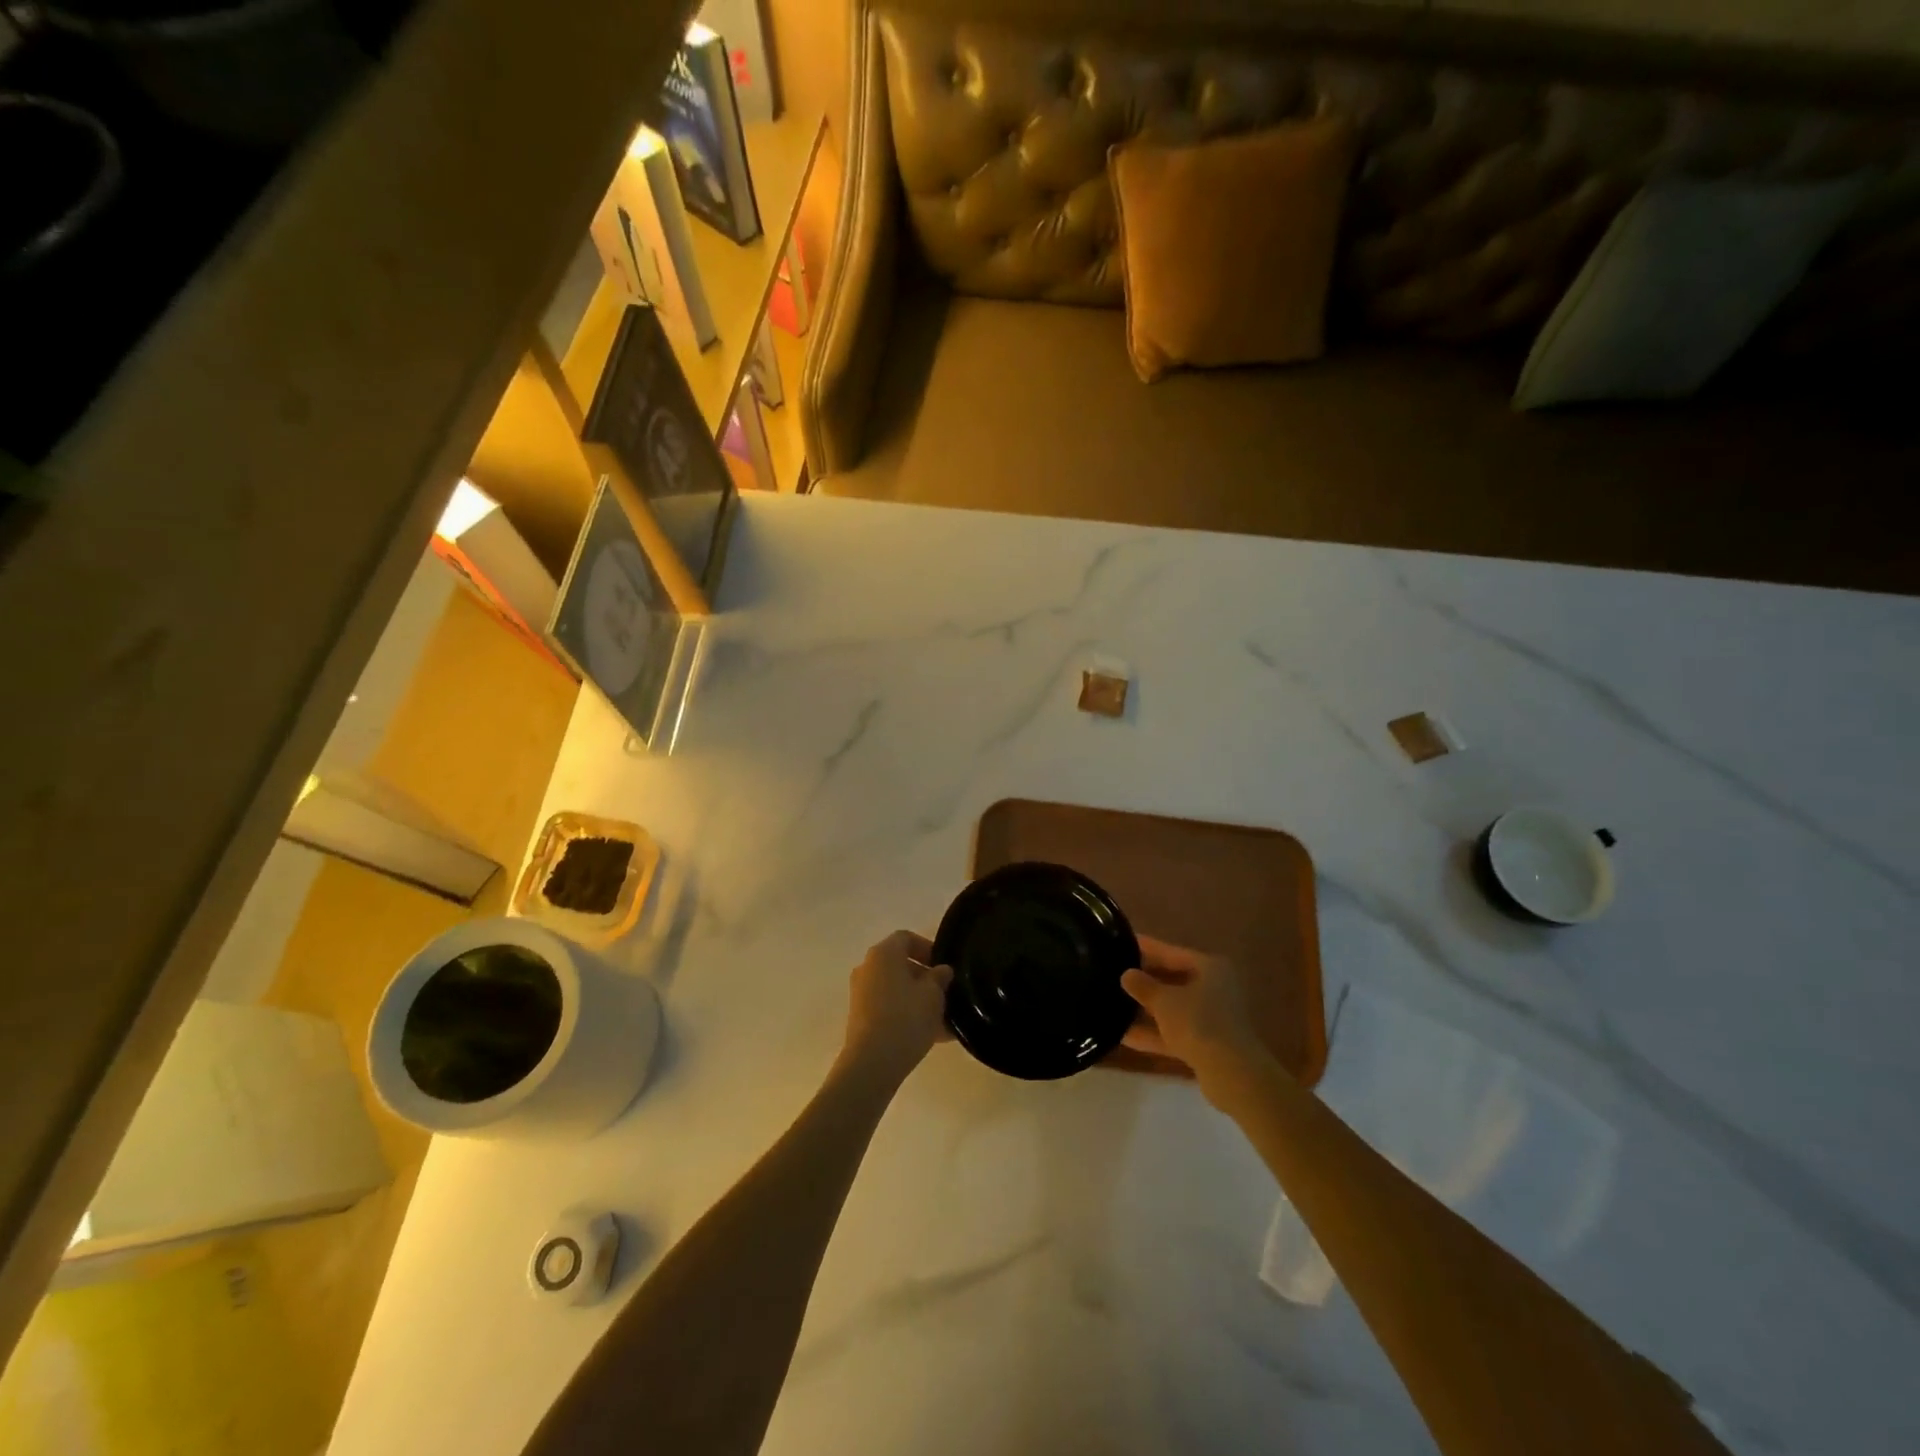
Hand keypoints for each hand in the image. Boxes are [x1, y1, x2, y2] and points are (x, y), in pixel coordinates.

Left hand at [837, 930, 952, 1089]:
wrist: (872, 1063)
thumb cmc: (906, 1018)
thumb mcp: (933, 994)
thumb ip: (940, 977)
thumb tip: (941, 970)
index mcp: (883, 954)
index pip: (906, 938)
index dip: (928, 948)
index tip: (944, 967)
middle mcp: (868, 968)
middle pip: (900, 965)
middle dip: (925, 978)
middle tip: (946, 994)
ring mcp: (861, 994)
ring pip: (897, 990)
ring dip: (919, 999)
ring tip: (944, 1020)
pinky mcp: (861, 1018)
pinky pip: (889, 1008)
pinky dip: (908, 1015)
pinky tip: (933, 1035)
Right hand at [1121, 936, 1271, 1104]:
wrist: (1231, 1073)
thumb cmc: (1198, 1022)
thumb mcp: (1164, 1000)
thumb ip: (1143, 986)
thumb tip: (1127, 975)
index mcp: (1210, 968)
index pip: (1171, 952)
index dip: (1145, 947)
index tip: (1121, 942)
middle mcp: (1214, 988)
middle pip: (1173, 979)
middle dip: (1144, 980)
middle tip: (1113, 973)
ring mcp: (1212, 1018)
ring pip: (1173, 1008)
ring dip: (1145, 1009)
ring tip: (1113, 1004)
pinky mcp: (1207, 1044)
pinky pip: (1174, 1032)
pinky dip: (1153, 1033)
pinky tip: (1123, 1035)